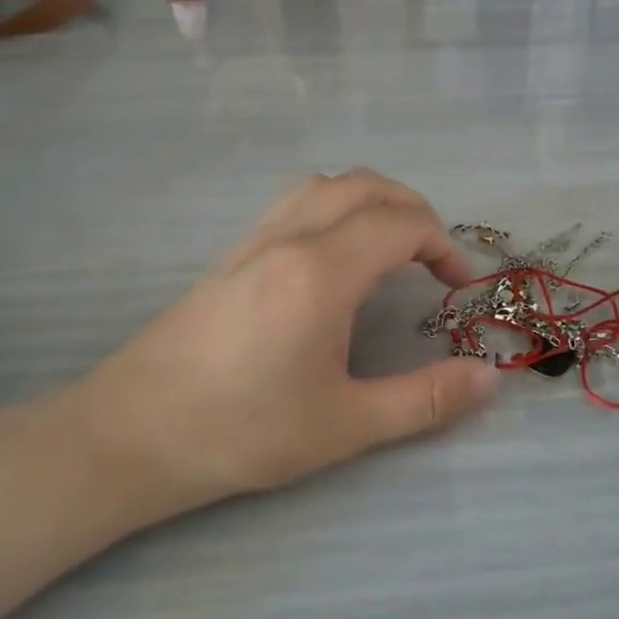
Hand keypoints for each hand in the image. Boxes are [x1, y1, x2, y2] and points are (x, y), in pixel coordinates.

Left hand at [53, 170, 499, 526]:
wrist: (128, 435)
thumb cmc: (242, 431)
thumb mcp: (344, 425)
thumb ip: (424, 399)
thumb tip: (490, 378)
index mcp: (322, 271)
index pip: (402, 224)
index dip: (445, 246)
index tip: (460, 287)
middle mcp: (290, 238)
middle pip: (367, 186)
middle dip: (415, 210)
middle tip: (435, 258)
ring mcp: (254, 240)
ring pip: (325, 184)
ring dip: (371, 199)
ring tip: (390, 244)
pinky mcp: (231, 254)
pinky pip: (294, 201)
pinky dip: (334, 206)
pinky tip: (333, 255)